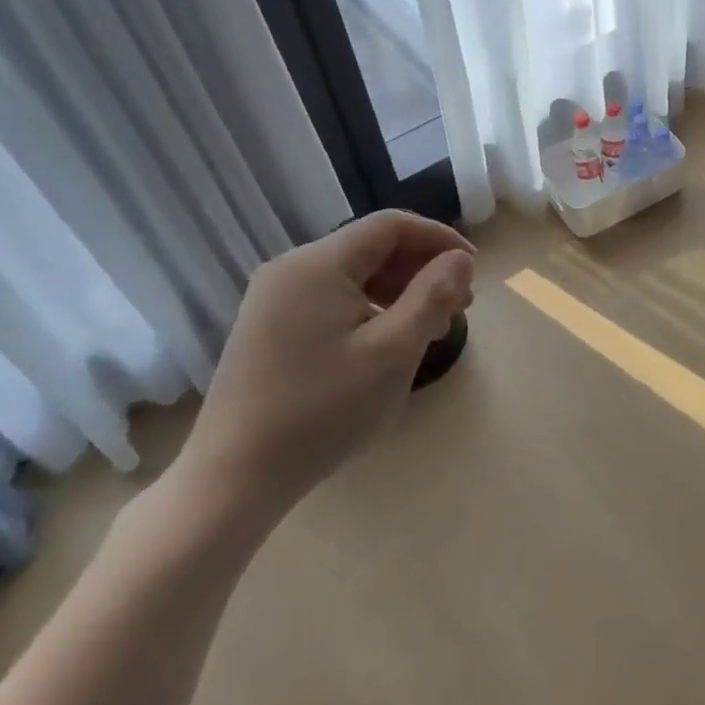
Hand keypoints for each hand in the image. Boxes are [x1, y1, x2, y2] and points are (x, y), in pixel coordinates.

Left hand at [172, 210, 474, 534]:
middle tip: (460, 304)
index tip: (473, 269)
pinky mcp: (267, 326)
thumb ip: (432, 296)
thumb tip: (459, 260)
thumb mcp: (392, 353)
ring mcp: (274, 297)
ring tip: (430, 325)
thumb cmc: (321, 412)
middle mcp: (290, 268)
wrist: (232, 479)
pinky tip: (387, 340)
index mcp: (318, 264)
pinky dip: (367, 307)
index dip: (438, 238)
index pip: (390, 225)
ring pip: (351, 274)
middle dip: (421, 267)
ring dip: (397, 289)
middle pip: (370, 247)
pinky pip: (329, 298)